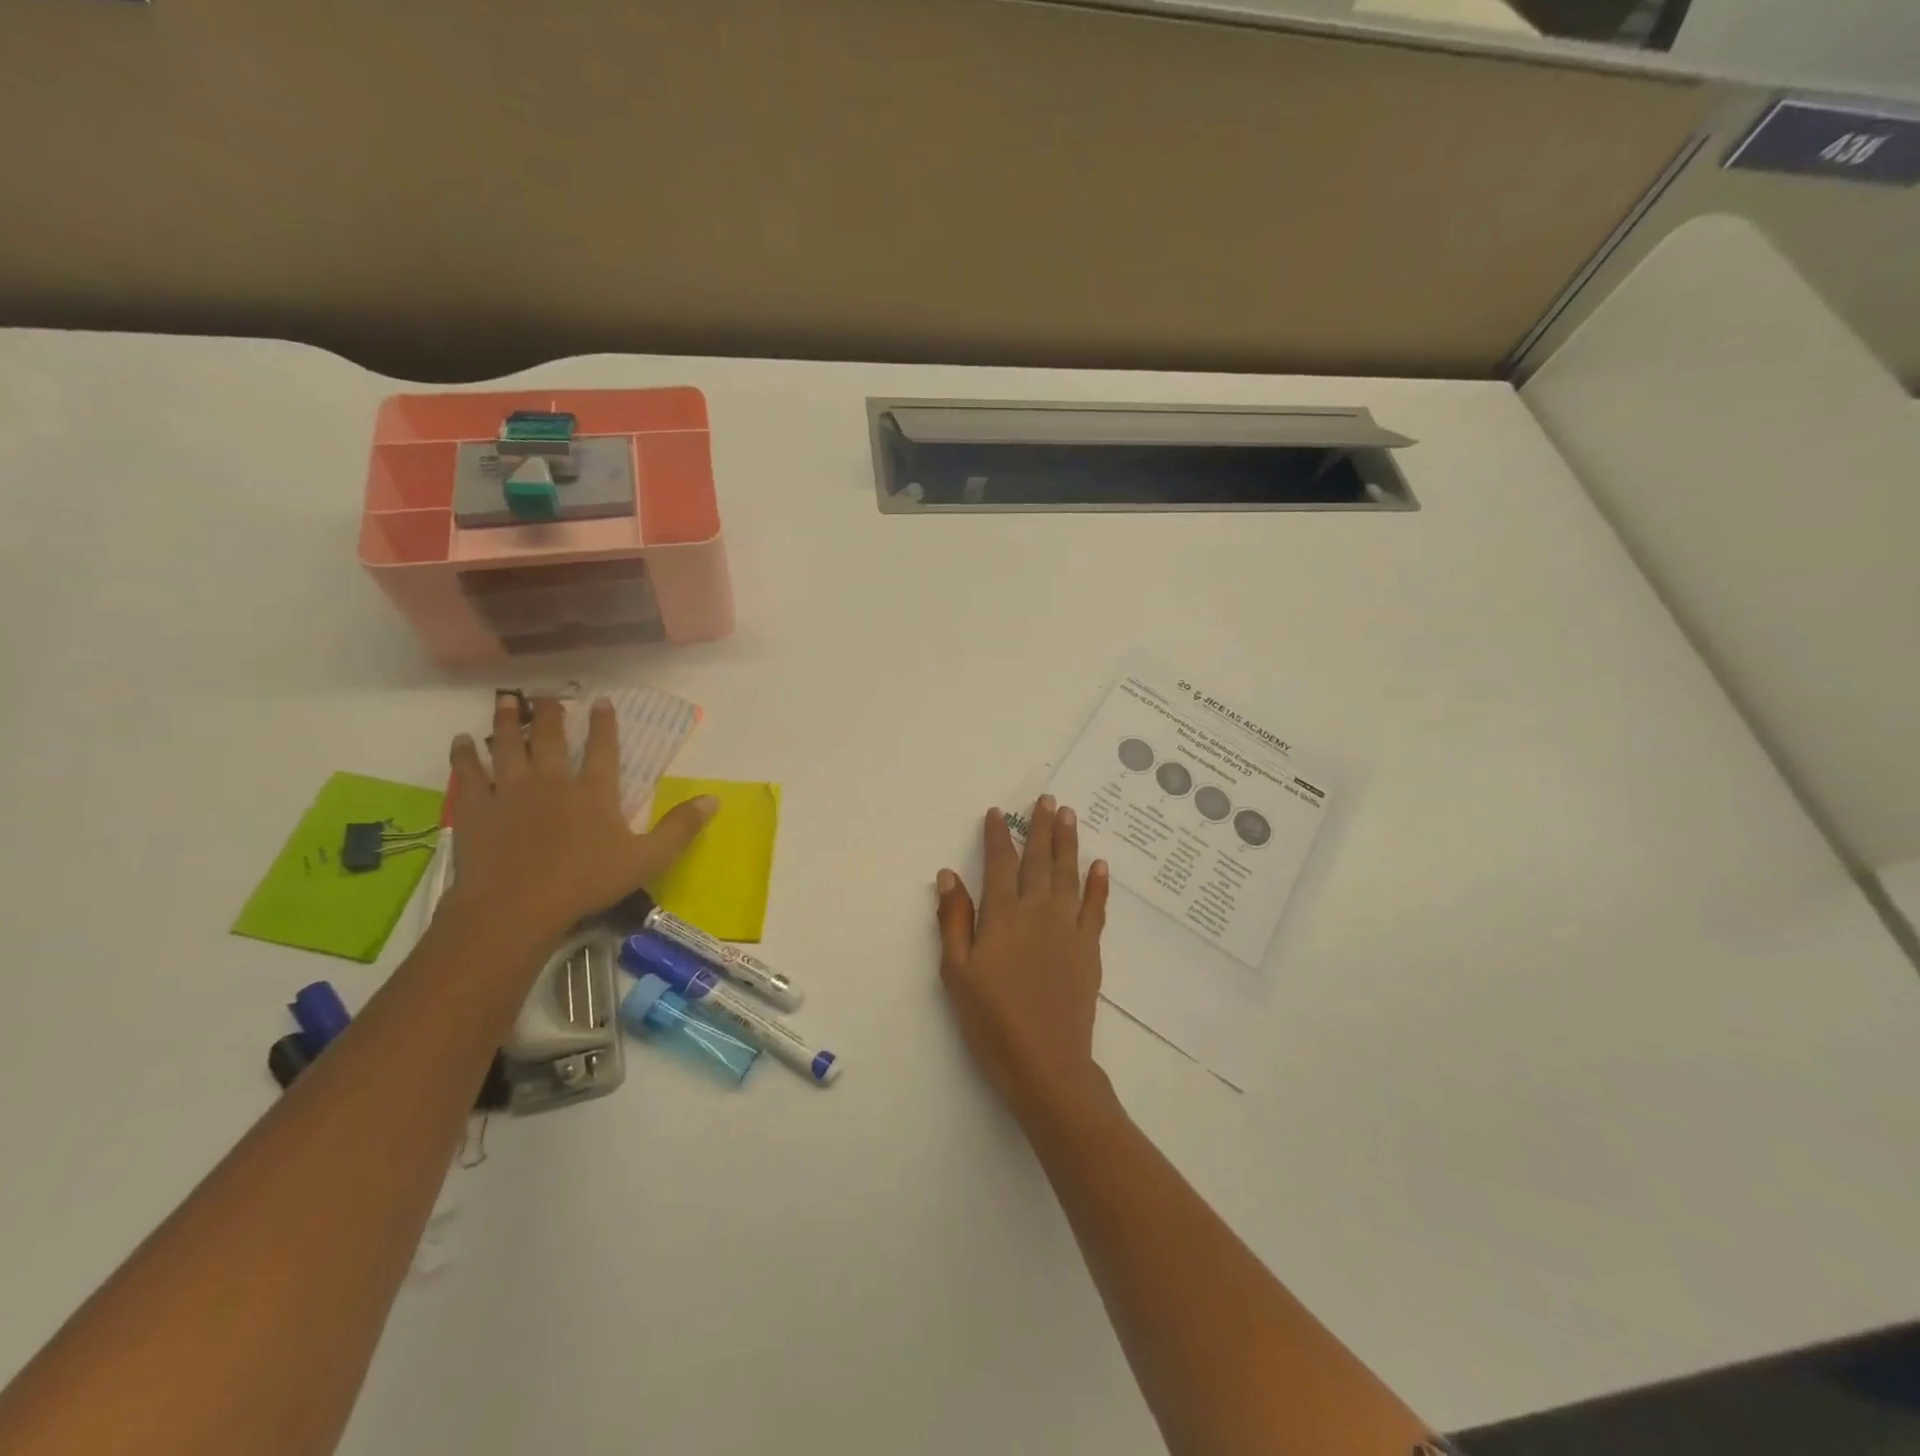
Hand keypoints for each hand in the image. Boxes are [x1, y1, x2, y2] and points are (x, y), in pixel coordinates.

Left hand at [440, 693, 717, 947]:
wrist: (516, 906)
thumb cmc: (585, 882)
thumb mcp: (647, 859)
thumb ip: (680, 828)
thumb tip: (715, 799)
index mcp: (594, 792)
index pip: (604, 749)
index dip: (605, 724)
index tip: (601, 701)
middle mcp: (552, 781)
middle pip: (552, 739)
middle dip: (552, 714)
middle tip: (548, 694)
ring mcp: (510, 791)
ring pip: (509, 746)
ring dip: (509, 721)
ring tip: (507, 700)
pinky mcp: (477, 808)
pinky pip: (469, 773)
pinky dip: (465, 754)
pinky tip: (462, 741)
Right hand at [935, 796, 1109, 1116]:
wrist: (1045, 1060)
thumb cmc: (991, 1019)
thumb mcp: (957, 972)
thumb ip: (954, 920)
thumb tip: (948, 874)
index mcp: (1002, 915)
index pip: (999, 864)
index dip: (997, 836)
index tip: (998, 812)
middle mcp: (1038, 911)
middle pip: (1039, 860)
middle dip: (1041, 827)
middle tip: (1047, 799)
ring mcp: (1068, 927)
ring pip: (1068, 874)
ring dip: (1068, 842)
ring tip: (1069, 815)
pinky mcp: (1090, 947)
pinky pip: (1096, 906)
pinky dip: (1098, 884)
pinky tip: (1100, 864)